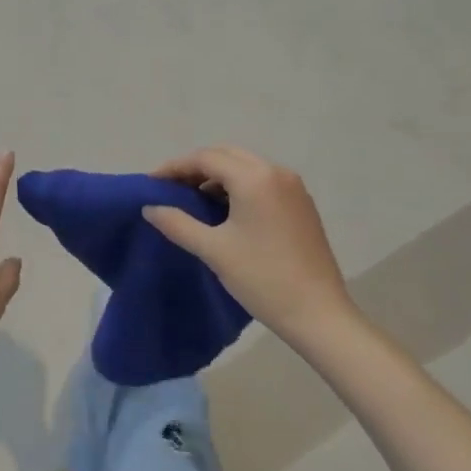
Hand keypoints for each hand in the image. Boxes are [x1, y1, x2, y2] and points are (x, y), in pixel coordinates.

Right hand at [143, 145, 355, 346]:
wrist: (320, 315)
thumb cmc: (263, 278)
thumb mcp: (214, 250)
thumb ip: (177, 223)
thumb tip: (149, 208)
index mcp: (254, 178)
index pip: (206, 159)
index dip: (175, 167)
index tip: (151, 182)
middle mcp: (276, 172)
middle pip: (226, 156)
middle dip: (196, 167)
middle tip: (171, 187)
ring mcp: (293, 187)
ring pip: (245, 167)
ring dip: (217, 176)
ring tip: (194, 199)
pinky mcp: (302, 204)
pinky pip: (262, 181)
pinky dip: (239, 186)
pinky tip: (226, 210)